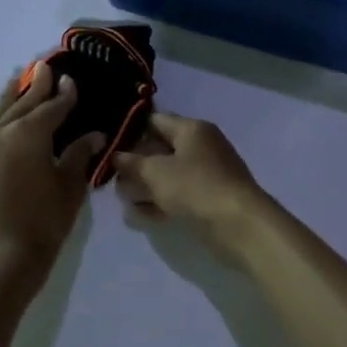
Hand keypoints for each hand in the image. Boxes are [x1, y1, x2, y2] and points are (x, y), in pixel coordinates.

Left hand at [0, 63, 104, 293]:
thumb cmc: (43, 224)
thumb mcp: (69, 188)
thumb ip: (78, 156)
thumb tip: (93, 135)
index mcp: (28, 134)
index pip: (52, 107)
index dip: (64, 94)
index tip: (71, 80)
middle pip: (20, 104)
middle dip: (35, 86)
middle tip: (43, 68)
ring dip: (7, 100)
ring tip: (15, 83)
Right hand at [112, 111, 272, 254]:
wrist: (239, 225)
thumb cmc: (195, 187)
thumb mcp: (156, 172)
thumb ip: (132, 163)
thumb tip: (117, 155)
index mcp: (192, 129)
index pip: (156, 120)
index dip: (130, 131)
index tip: (108, 145)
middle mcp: (202, 147)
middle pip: (161, 150)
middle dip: (136, 163)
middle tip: (111, 177)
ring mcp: (208, 175)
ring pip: (169, 175)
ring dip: (145, 186)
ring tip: (121, 198)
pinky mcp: (209, 201)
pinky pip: (178, 196)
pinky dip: (160, 202)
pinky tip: (138, 214)